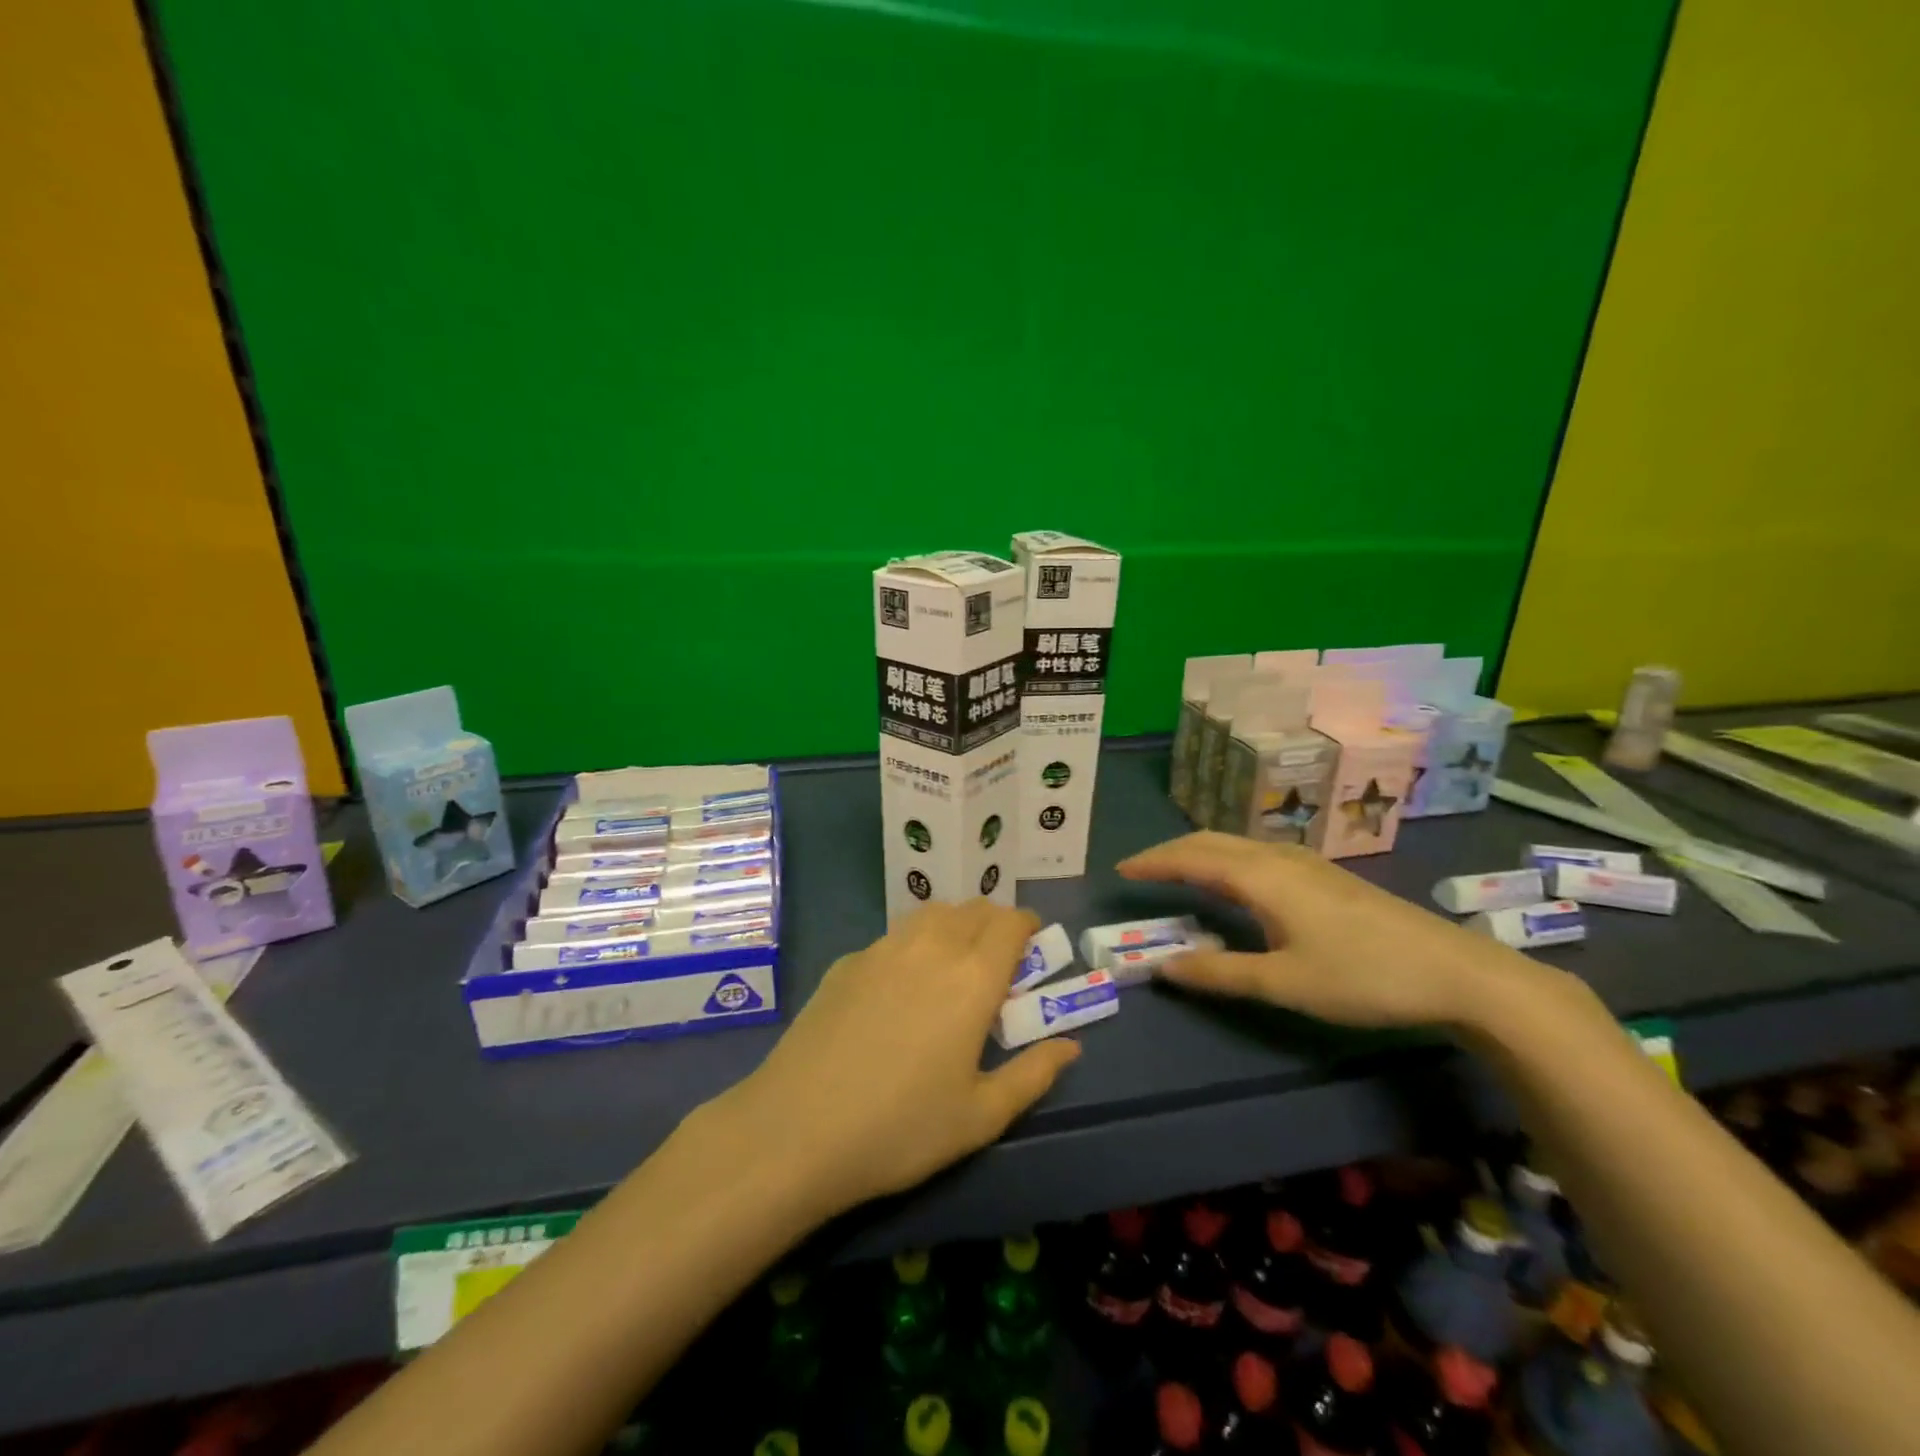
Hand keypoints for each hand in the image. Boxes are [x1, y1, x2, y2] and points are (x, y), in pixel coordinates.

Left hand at [711, 901, 1080, 1216]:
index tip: (1033, 947)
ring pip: (932, 914)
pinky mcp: (846, 961)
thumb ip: (1034, 1074)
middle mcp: (931, 947)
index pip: (1011, 923)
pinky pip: (894, 936)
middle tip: (998, 962)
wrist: (797, 1129)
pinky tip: (901, 987)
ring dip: (955, 925)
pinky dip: (914, 944)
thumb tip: (1071, 1045)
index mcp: (972, 977)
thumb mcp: (981, 1116)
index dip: (1028, 926)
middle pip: (973, 909)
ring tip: (953, 965)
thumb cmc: (901, 1128)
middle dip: (995, 924)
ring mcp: (883, 949)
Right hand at [1119, 832, 1538, 1029]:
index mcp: (1262, 877)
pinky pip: (1257, 853)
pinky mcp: (1325, 876)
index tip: (1121, 869)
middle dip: (1171, 851)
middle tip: (1141, 870)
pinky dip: (1226, 859)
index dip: (1154, 862)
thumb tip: (1162, 965)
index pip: (1191, 858)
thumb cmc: (1363, 977)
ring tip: (1177, 873)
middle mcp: (1278, 858)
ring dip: (1200, 852)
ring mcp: (1306, 863)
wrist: (1455, 971)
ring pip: (1237, 844)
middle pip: (1212, 841)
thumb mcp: (1285, 983)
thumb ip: (1220, 973)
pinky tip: (1234, 883)